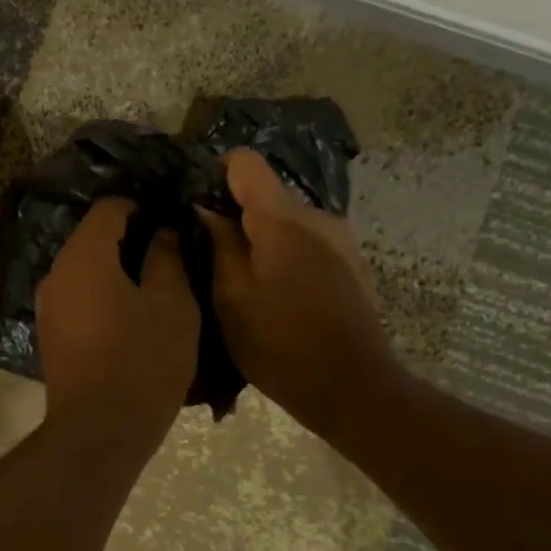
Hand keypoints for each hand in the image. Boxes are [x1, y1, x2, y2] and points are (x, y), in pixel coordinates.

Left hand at [36, 198, 199, 441]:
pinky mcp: (50, 332)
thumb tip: (161, 232)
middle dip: (129, 237)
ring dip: (115, 268)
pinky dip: (102, 293)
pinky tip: (130, 313)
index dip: (142, 207)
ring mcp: (48, 304)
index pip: (109, 208)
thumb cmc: (143, 361)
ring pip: (84, 268)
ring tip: (154, 284)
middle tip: (170, 253)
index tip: (170, 221)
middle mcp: (56, 272)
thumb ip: (166, 257)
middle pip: (92, 237)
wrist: (99, 431)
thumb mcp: (171, 304)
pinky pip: (78, 295)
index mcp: (84, 256)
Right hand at [198, 149, 404, 450]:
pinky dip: (285, 257)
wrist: (352, 387)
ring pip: (288, 224)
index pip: (247, 163)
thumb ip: (219, 244)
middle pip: (268, 197)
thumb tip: (207, 209)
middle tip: (209, 253)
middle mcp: (318, 217)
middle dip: (237, 216)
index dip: (217, 171)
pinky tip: (276, 296)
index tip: (197, 199)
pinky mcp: (352, 266)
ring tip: (241, 281)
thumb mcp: (231, 297)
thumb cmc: (280, 343)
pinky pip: (308, 245)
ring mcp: (341, 241)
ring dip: (262, 241)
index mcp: (283, 220)